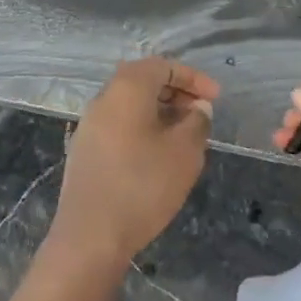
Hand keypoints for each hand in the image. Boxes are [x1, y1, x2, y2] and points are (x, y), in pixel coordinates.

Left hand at [49, 58, 217, 270]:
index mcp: (126, 88)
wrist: (90, 234)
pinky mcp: (85, 149)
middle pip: (142, 80)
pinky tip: (158, 154)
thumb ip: (197, 122)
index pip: (162, 65)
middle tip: (200, 113)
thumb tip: (197, 108)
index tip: (215, 98)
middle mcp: (103, 98)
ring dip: (159, 110)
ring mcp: (89, 124)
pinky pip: (119, 124)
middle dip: (175, 91)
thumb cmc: (143, 185)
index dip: (193, 77)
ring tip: (184, 134)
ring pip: (129, 104)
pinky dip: (142, 127)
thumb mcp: (184, 152)